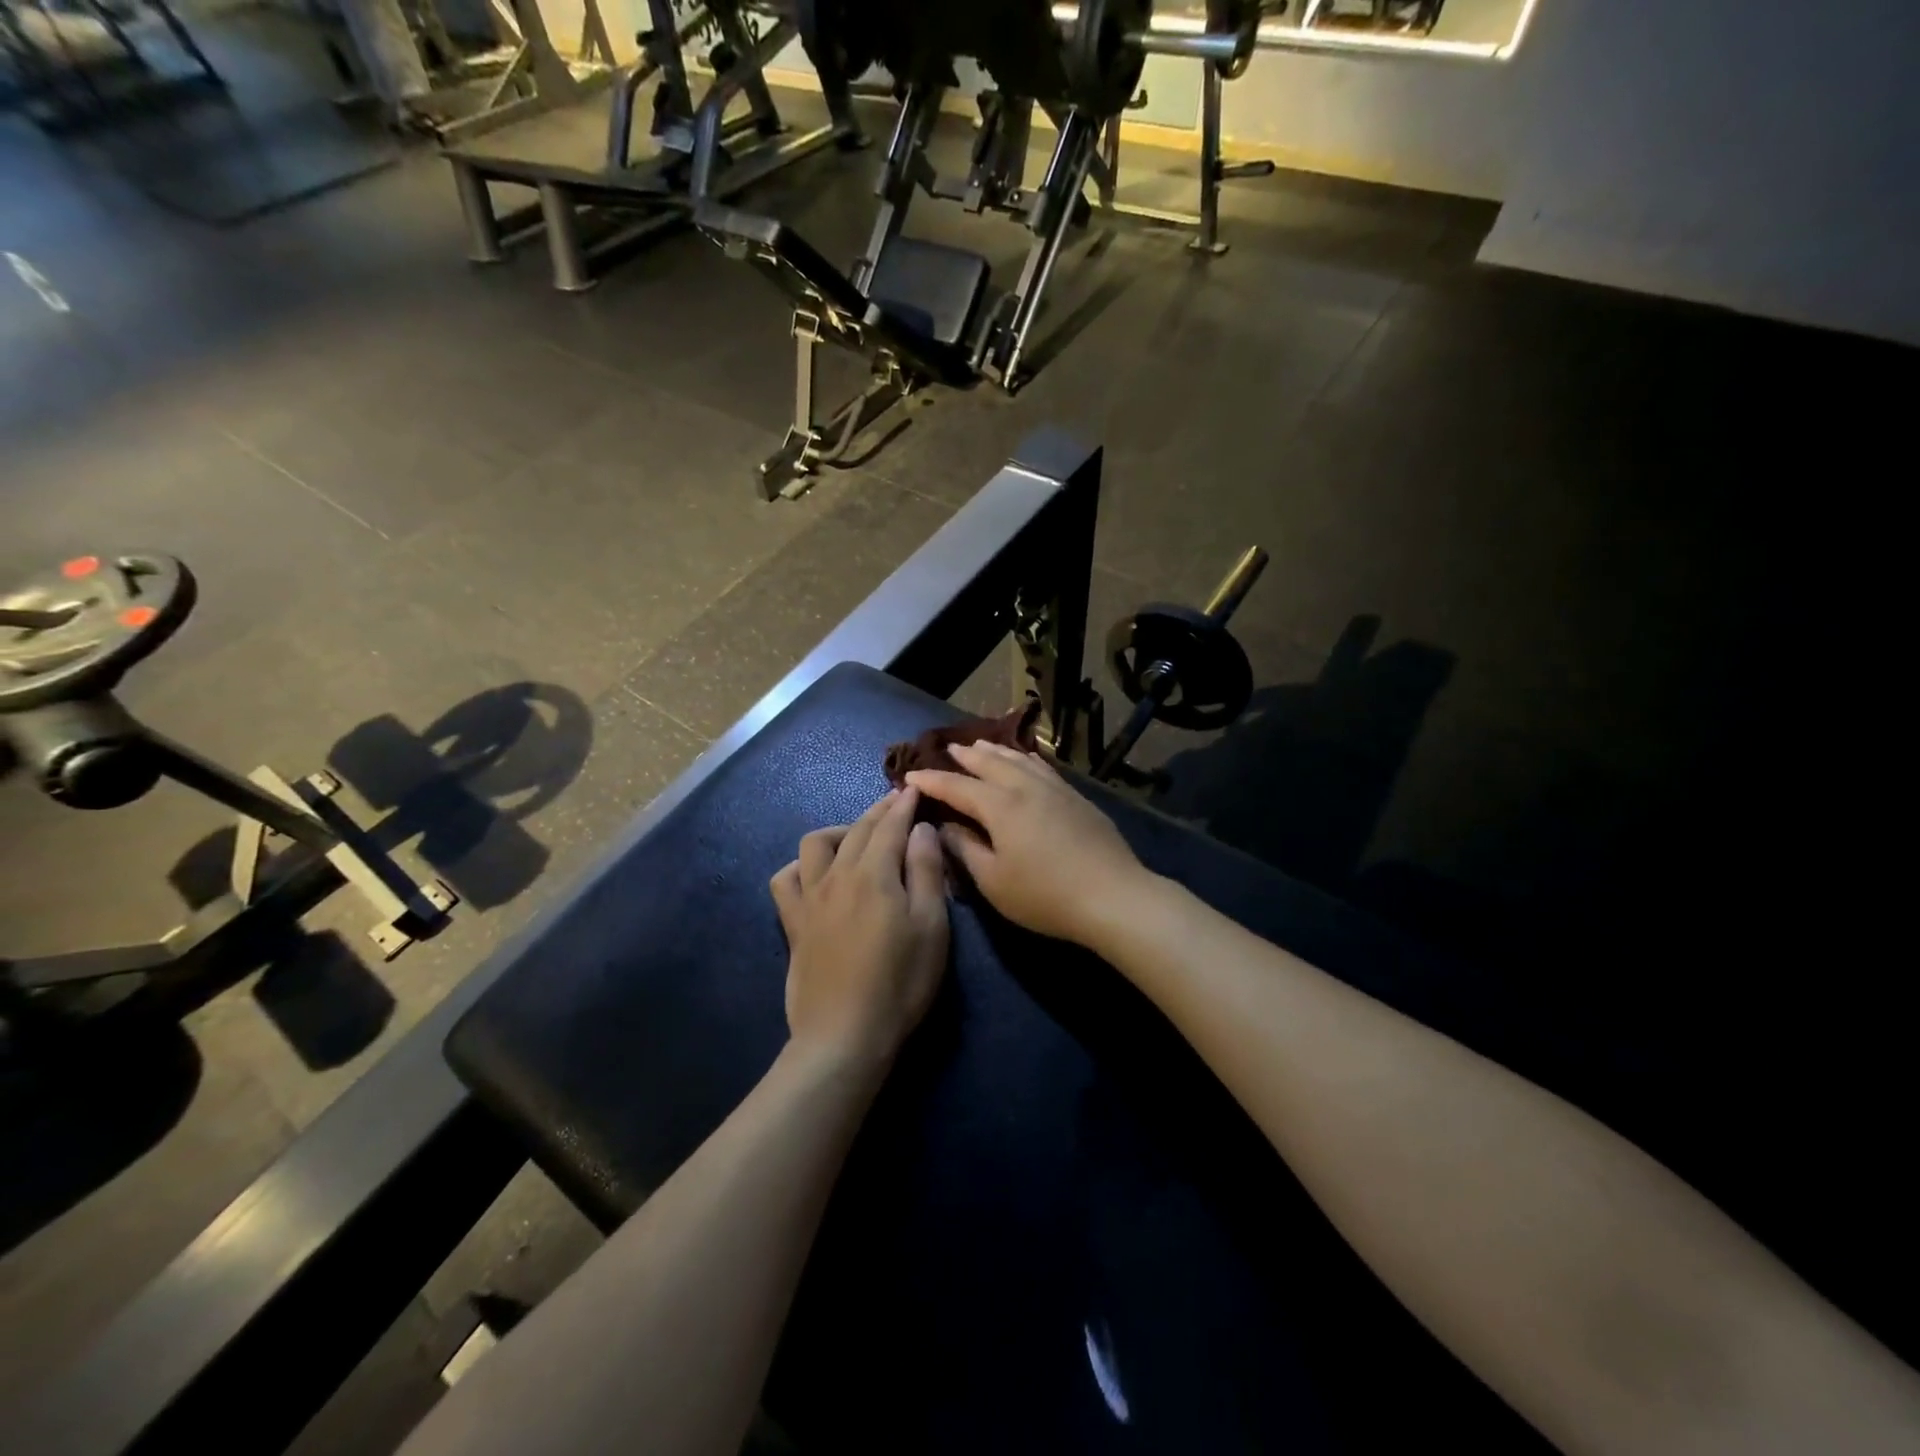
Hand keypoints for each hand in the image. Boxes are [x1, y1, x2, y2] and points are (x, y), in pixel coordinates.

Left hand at [769, 788, 949, 1072]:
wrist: (845, 1035)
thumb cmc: (900, 982)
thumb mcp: (931, 927)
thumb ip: (927, 872)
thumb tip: (921, 829)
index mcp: (874, 874)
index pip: (890, 826)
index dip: (903, 805)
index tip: (912, 789)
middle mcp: (837, 876)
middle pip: (857, 829)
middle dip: (878, 811)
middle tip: (895, 803)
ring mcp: (810, 898)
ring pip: (815, 844)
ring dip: (839, 831)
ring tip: (857, 837)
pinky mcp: (794, 924)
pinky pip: (785, 879)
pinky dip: (800, 867)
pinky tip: (814, 873)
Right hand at [906, 742, 1152, 946]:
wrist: (1112, 895)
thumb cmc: (1045, 895)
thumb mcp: (993, 881)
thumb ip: (965, 849)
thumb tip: (945, 825)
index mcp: (1000, 806)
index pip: (957, 786)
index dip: (932, 780)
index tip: (910, 775)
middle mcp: (1025, 787)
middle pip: (990, 763)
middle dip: (965, 756)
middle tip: (948, 749)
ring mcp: (1055, 789)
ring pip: (1019, 759)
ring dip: (996, 751)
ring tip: (980, 745)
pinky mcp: (1076, 797)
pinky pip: (1043, 767)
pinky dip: (1026, 758)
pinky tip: (1026, 759)